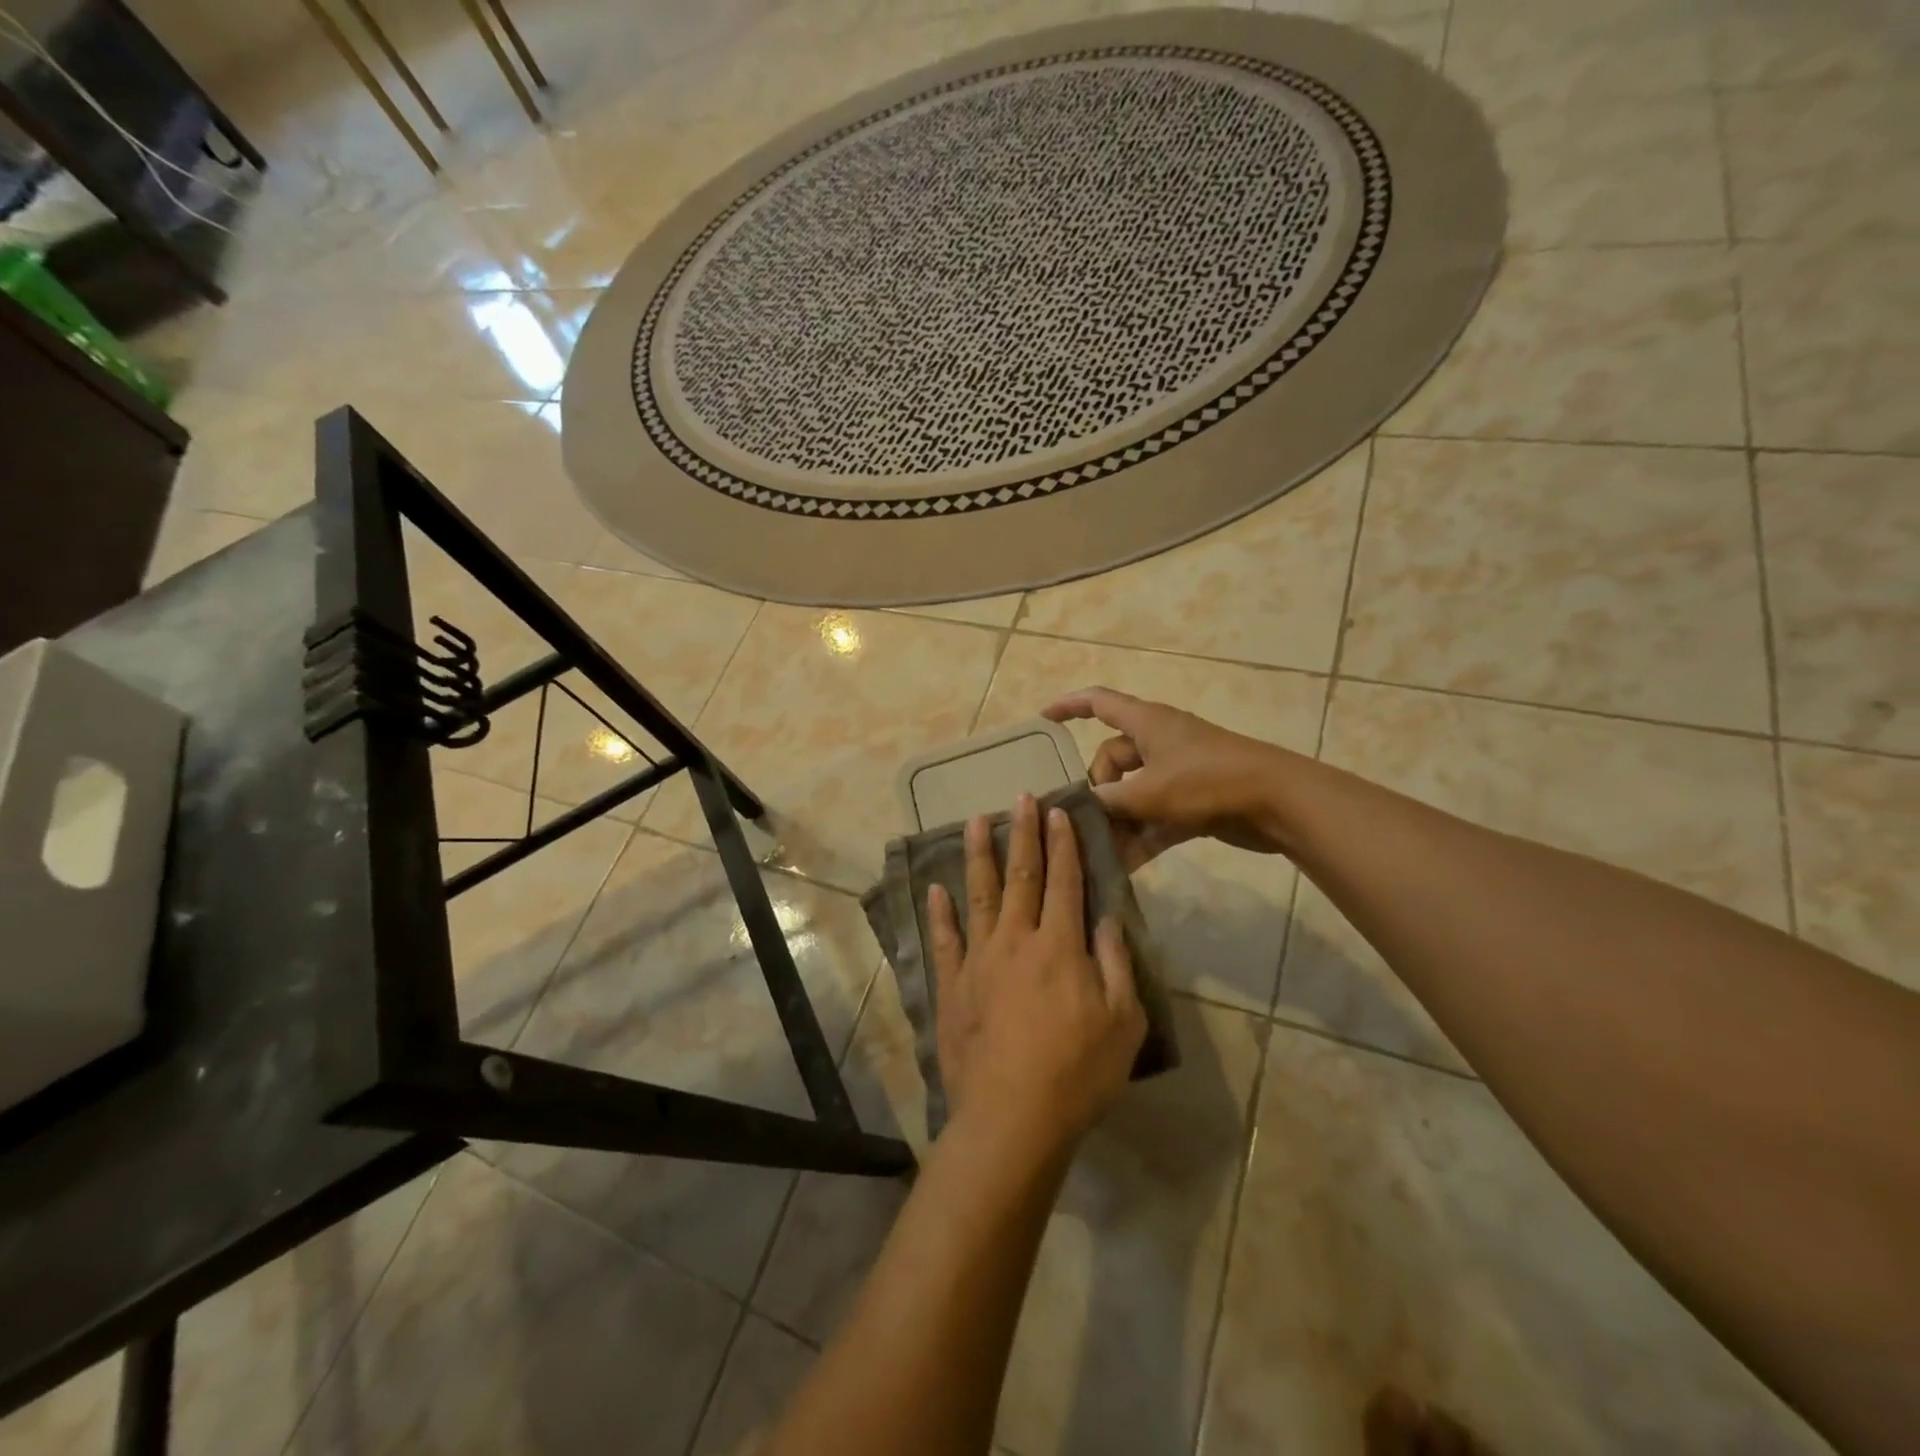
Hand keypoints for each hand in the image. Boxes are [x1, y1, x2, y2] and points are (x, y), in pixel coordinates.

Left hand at [926, 795, 1146, 1157]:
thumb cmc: (1078, 1073)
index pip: (1065, 881)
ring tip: (975, 821)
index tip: (1058, 811)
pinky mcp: (953, 986)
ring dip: (978, 856)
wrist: (1012, 1117)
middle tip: (1021, 797)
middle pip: (1021, 876)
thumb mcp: (1124, 1022)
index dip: (1063, 844)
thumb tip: (1107, 920)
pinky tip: (935, 889)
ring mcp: (979, 961)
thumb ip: (1117, 964)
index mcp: (1060, 946)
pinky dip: (939, 912)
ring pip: (978, 896)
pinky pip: (944, 940)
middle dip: (1023, 834)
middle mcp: (1017, 940)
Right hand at [1044, 686, 1295, 869]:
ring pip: (1133, 793)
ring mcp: (1177, 772)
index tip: (1042, 719)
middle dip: (1097, 790)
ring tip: (1101, 851)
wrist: (1276, 802)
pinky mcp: (1193, 800)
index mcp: (1146, 723)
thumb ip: (1109, 800)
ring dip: (1118, 820)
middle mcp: (1159, 742)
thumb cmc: (1207, 781)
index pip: (1098, 702)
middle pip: (1112, 759)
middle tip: (1089, 819)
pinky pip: (1155, 816)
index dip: (1068, 706)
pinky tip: (1127, 866)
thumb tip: (1081, 806)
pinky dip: (1142, 836)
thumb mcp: (1149, 791)